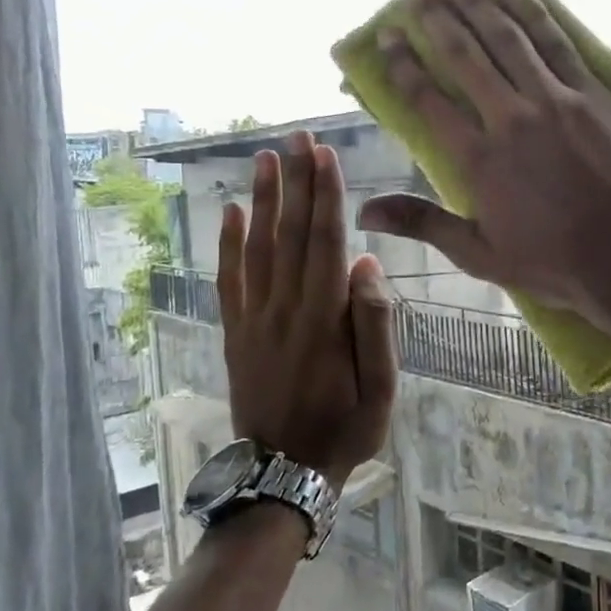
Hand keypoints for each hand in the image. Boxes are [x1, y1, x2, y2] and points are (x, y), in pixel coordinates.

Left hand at [219, 131, 395, 485]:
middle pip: (290, 234)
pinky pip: (230, 280)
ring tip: (265, 159)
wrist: (283, 473)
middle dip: (295, 182)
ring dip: (262, 200)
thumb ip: (375, 327)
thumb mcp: (381, 391)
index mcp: (323, 321)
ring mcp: (254, 320)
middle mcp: (284, 309)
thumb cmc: (344, 431)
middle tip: (295, 137)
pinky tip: (231, 213)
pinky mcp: (236, 333)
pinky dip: (229, 244)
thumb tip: (366, 265)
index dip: (325, 196)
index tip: (324, 155)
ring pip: (257, 248)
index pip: (325, 243)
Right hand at [355, 0, 610, 330]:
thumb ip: (423, 224)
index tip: (386, 35)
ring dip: (477, 1)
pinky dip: (533, 9)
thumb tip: (365, 213)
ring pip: (507, 37)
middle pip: (464, 55)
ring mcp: (555, 100)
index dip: (402, 64)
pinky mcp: (593, 93)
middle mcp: (510, 118)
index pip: (427, 99)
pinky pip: (557, 41)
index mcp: (478, 160)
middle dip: (434, 17)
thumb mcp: (480, 255)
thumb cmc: (553, 263)